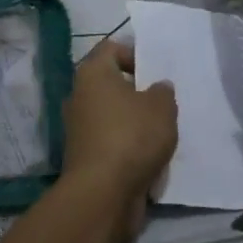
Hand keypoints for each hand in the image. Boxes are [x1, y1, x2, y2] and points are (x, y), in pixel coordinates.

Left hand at [60, 40, 177, 242]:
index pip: (110, 48)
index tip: (155, 72)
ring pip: (112, 115)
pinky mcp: (84, 157)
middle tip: (162, 102)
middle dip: (137, 92)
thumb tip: (157, 88)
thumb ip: (163, 92)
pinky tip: (150, 156)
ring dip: (134, 122)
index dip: (134, 54)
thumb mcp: (162, 107)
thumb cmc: (132, 137)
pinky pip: (110, 142)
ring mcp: (79, 129)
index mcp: (93, 74)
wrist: (102, 194)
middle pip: (111, 83)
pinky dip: (127, 147)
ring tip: (161, 132)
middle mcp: (79, 96)